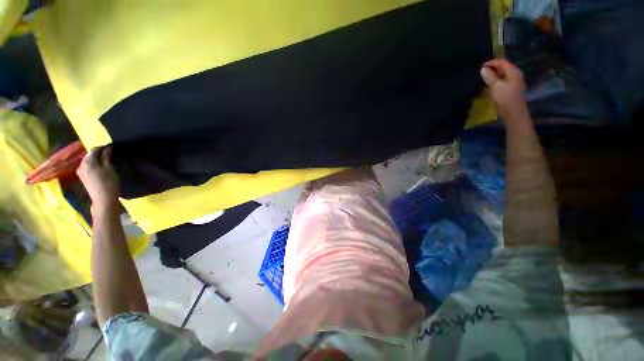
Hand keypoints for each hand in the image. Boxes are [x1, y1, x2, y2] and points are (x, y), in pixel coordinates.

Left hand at [77, 146, 119, 206]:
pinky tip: (99, 167)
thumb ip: (106, 157)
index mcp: (88, 161)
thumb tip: (107, 148)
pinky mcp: (82, 177)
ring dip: (96, 159)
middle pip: (89, 155)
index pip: (94, 150)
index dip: (102, 147)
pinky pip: (87, 167)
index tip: (111, 147)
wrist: (103, 199)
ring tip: (105, 160)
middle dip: (98, 153)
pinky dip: (93, 165)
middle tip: (108, 154)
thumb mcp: (109, 168)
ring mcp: (80, 171)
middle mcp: (81, 164)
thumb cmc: (108, 182)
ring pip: (88, 161)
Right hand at [480, 59, 526, 118]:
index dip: (491, 63)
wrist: (514, 113)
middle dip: (492, 68)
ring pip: (502, 74)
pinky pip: (502, 81)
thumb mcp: (496, 87)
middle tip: (480, 72)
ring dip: (493, 75)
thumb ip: (490, 77)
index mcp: (513, 71)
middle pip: (503, 67)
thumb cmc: (506, 98)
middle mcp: (515, 74)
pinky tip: (489, 85)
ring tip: (483, 78)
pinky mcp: (511, 89)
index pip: (502, 62)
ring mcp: (514, 82)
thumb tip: (483, 69)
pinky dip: (495, 81)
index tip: (480, 67)